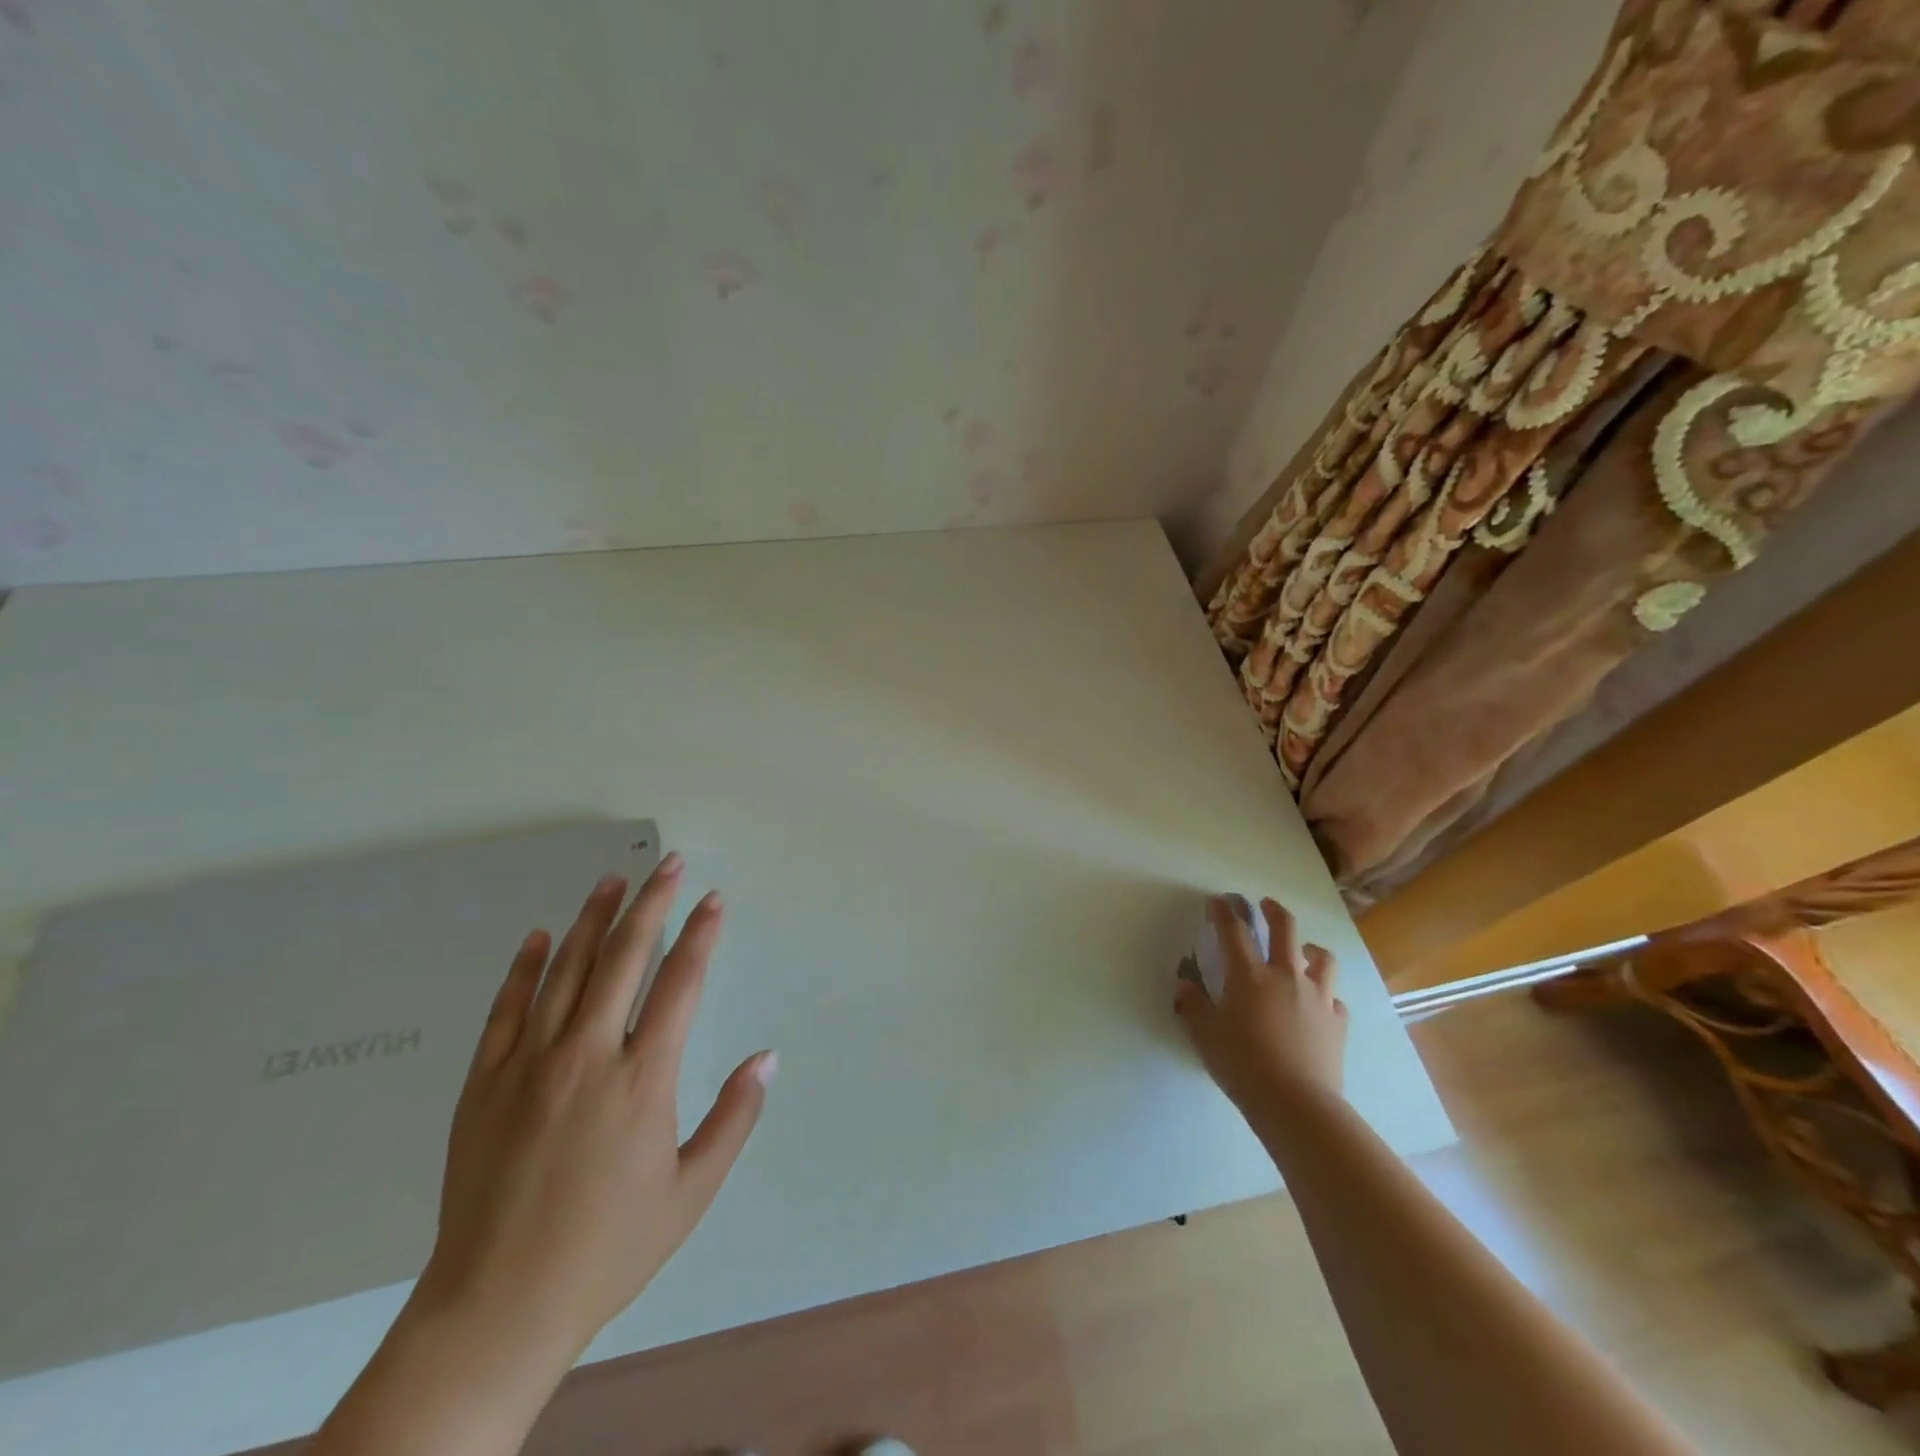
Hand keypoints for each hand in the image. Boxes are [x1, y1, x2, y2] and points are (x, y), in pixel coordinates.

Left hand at [413, 855, 775, 1365]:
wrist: (495, 1309)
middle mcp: (587, 1056)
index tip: (713, 899)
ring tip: (611, 880)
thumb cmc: (608, 1249)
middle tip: (669, 864)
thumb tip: (767, 1057)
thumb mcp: (691, 1191)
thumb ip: (734, 1118)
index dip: (701, 934)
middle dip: (651, 904)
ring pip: (565, 971)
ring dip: (592, 919)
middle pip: (624, 957)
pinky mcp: (483, 1084)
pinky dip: (525, 968)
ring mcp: (529, 1066)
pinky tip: (539, 937)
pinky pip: (506, 1010)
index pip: (680, 983)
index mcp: (643, 1079)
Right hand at [1176, 896, 1347, 1126]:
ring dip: (1310, 948)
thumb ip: (1192, 1005)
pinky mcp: (1337, 1022)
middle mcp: (1286, 976)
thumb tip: (1183, 984)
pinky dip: (1326, 994)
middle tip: (1264, 905)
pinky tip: (1318, 1003)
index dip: (1223, 911)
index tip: (1217, 900)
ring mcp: (1317, 997)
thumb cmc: (1242, 1065)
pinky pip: (1335, 998)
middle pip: (1285, 929)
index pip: (1233, 931)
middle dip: (1273, 911)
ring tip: (1303, 950)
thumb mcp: (1204, 1035)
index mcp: (1249, 975)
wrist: (1296, 1103)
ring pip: (1322, 958)